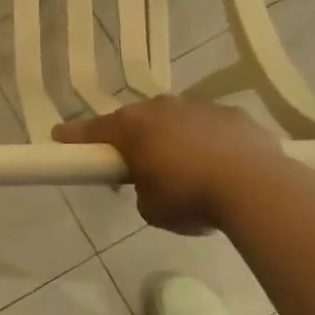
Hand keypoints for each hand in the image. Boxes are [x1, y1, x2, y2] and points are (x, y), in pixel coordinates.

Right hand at [55, 97, 282, 234]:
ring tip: (186, 169)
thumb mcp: (151, 208)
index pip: (94, 130)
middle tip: (136, 163)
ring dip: (174, 138)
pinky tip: (220, 165)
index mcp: (133, 128)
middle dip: (134, 138)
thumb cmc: (190, 197)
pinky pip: (211, 127)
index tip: (59, 136)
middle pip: (138, 121)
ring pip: (176, 120)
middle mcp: (162, 108)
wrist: (255, 187)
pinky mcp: (233, 114)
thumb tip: (153, 184)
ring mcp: (200, 107)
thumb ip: (142, 190)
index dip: (75, 136)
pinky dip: (208, 142)